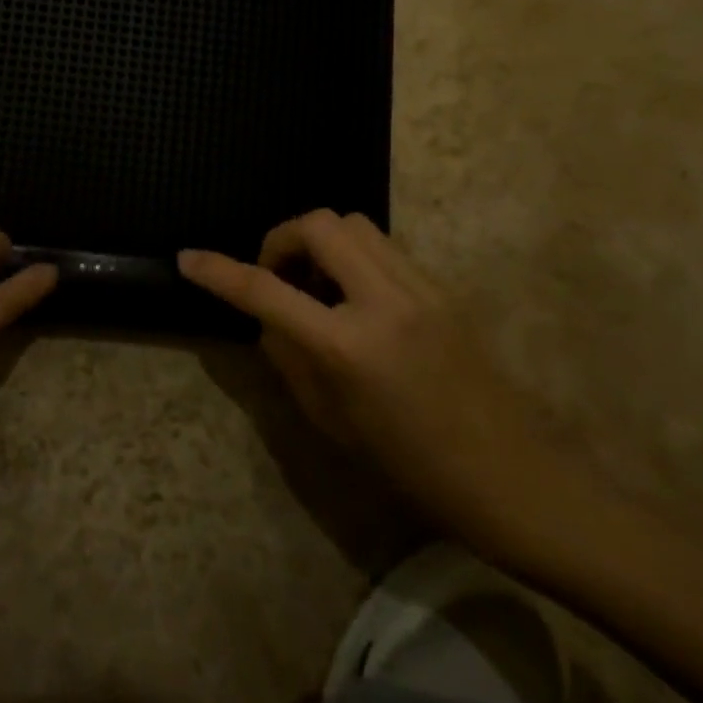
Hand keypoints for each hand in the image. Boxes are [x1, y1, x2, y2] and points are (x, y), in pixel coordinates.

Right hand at [179, 211, 572, 553]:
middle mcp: (386, 301)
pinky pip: (383, 246)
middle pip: (320, 223)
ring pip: (354, 223)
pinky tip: (353, 296)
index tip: (189, 259)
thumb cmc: (413, 468)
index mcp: (349, 346)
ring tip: (314, 285)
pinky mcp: (443, 288)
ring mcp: (422, 287)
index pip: (267, 291)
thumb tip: (268, 317)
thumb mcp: (332, 423)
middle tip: (276, 277)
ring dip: (320, 241)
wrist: (513, 480)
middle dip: (282, 238)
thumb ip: (290, 359)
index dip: (220, 271)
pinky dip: (352, 255)